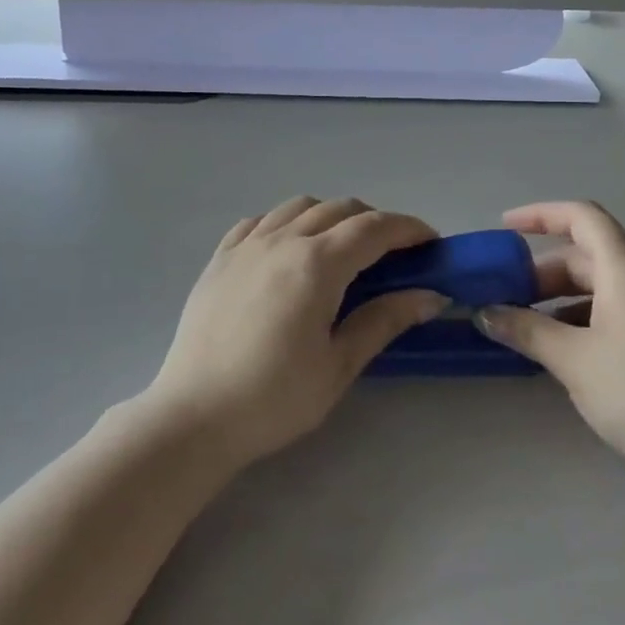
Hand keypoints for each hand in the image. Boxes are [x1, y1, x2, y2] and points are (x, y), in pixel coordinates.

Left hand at [145, 197, 444, 466]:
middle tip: (394, 254)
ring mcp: (247, 244)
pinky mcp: (220, 258)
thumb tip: (431, 295)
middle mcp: (283, 239)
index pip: (375, 228)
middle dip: (375, 222)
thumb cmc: (273, 398)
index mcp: (317, 264)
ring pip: (300, 206)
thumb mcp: (338, 365)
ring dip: (332, 216)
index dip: (408, 229)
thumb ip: (384, 320)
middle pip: (341, 209)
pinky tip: (289, 248)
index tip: (431, 243)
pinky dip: (287, 222)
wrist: (193, 417)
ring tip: (342, 248)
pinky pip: (261, 220)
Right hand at [475, 201, 624, 487]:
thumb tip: (485, 312)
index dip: (540, 215)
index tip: (504, 228)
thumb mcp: (575, 360)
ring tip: (520, 326)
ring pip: (594, 287)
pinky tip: (556, 351)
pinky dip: (576, 320)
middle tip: (501, 296)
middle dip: (540, 271)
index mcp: (624, 269)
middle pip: (583, 255)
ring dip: (555, 299)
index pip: (581, 217)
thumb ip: (527, 330)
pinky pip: (608, 312)